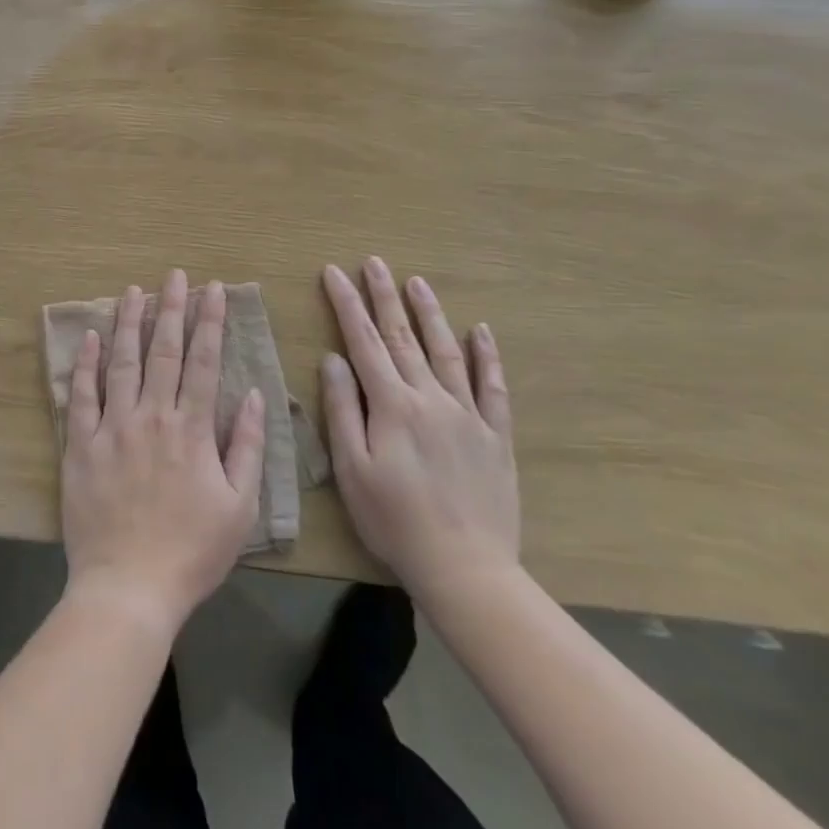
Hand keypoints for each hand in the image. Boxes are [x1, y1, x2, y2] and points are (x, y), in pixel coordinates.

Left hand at [60, 271, 266, 634]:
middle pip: (163, 351)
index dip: (210, 322)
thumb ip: (246, 446)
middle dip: (171, 309)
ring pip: (121, 363)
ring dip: (128, 323)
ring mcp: (112, 428)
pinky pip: (81, 395)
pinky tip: (91, 337)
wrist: (129, 586)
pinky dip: (85, 364)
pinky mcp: (80, 444)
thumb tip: (254, 395)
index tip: (213, 291)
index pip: (205, 362)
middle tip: (174, 276)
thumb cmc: (192, 551)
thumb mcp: (239, 506)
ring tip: (133, 291)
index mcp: (192, 429)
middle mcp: (152, 417)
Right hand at [320, 258, 519, 611]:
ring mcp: (467, 414)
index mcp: (391, 405)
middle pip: (402, 337)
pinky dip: (488, 357)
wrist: (465, 567)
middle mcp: (430, 397)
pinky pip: (493, 387)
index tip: (334, 273)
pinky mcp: (495, 435)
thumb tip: (333, 359)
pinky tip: (482, 331)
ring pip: (446, 351)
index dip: (347, 304)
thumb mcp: (352, 469)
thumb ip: (342, 409)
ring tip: (416, 282)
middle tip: (373, 262)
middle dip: (383, 296)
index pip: (363, 342)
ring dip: (429, 314)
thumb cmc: (394, 520)